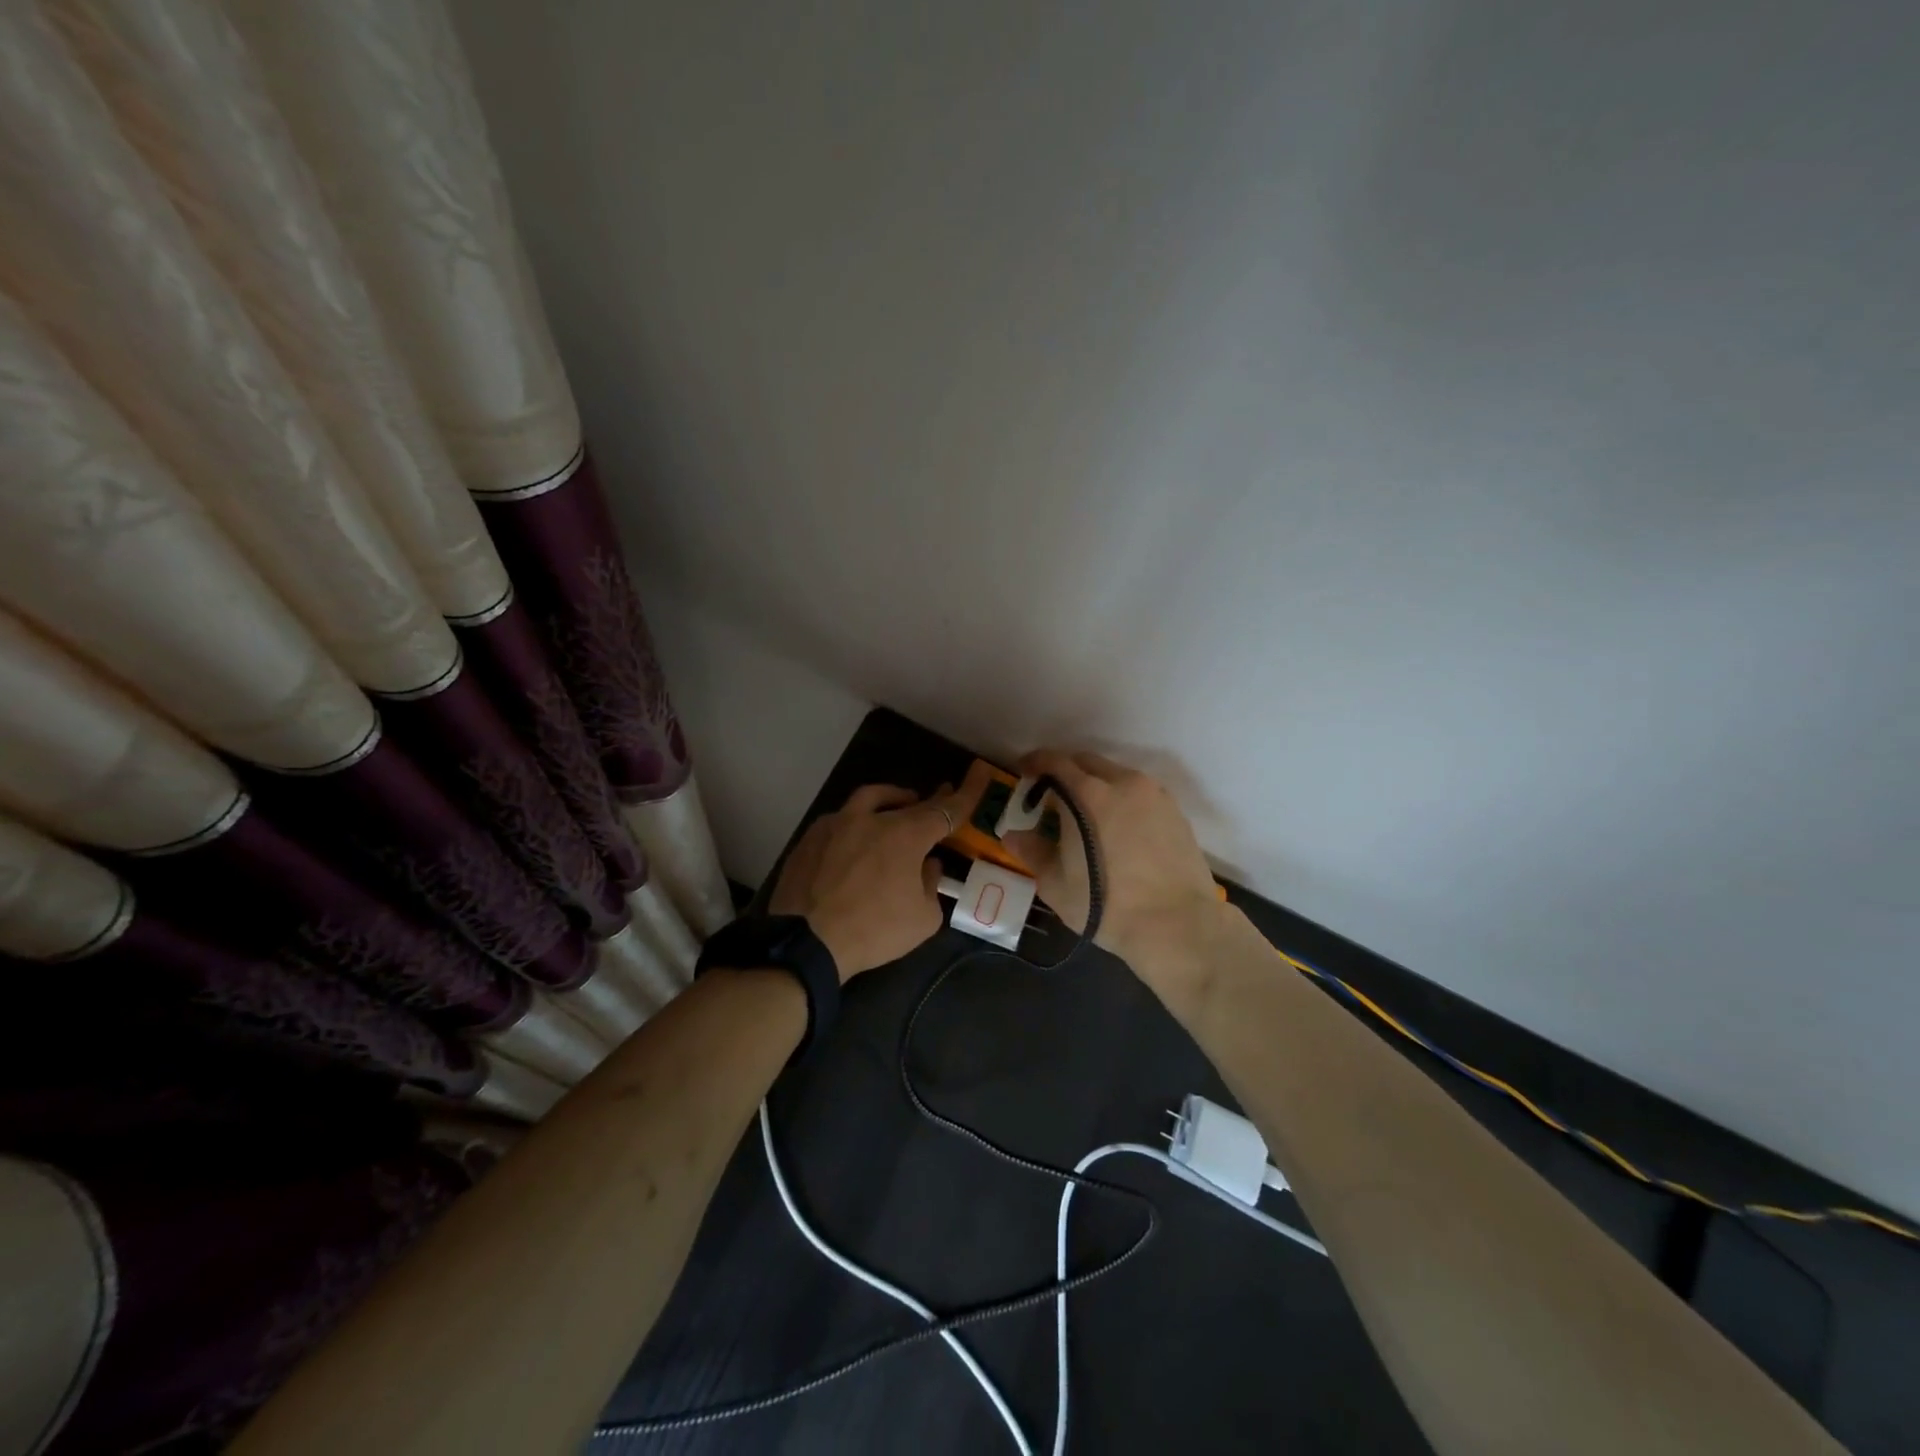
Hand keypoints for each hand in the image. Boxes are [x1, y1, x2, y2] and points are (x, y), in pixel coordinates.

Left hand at [768, 783, 957, 980]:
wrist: (805, 943)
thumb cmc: (873, 930)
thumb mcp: (923, 919)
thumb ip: (931, 885)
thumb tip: (928, 866)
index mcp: (904, 835)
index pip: (943, 811)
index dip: (963, 796)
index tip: (977, 778)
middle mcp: (870, 819)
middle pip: (905, 802)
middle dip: (926, 802)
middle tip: (936, 803)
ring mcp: (835, 824)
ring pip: (867, 799)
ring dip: (888, 800)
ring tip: (897, 807)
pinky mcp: (809, 839)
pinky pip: (840, 820)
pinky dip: (856, 823)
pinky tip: (855, 840)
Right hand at [1004, 750, 1227, 985]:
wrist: (1177, 925)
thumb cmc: (1106, 904)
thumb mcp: (1055, 883)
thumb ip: (1031, 851)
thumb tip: (1012, 835)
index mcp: (1088, 794)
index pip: (1055, 762)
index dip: (1034, 763)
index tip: (1024, 774)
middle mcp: (1123, 782)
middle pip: (1087, 763)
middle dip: (1065, 772)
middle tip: (1052, 798)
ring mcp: (1154, 795)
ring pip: (1116, 776)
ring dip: (1095, 785)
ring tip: (1085, 815)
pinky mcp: (1175, 812)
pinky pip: (1139, 793)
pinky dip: (1121, 799)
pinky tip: (1117, 829)